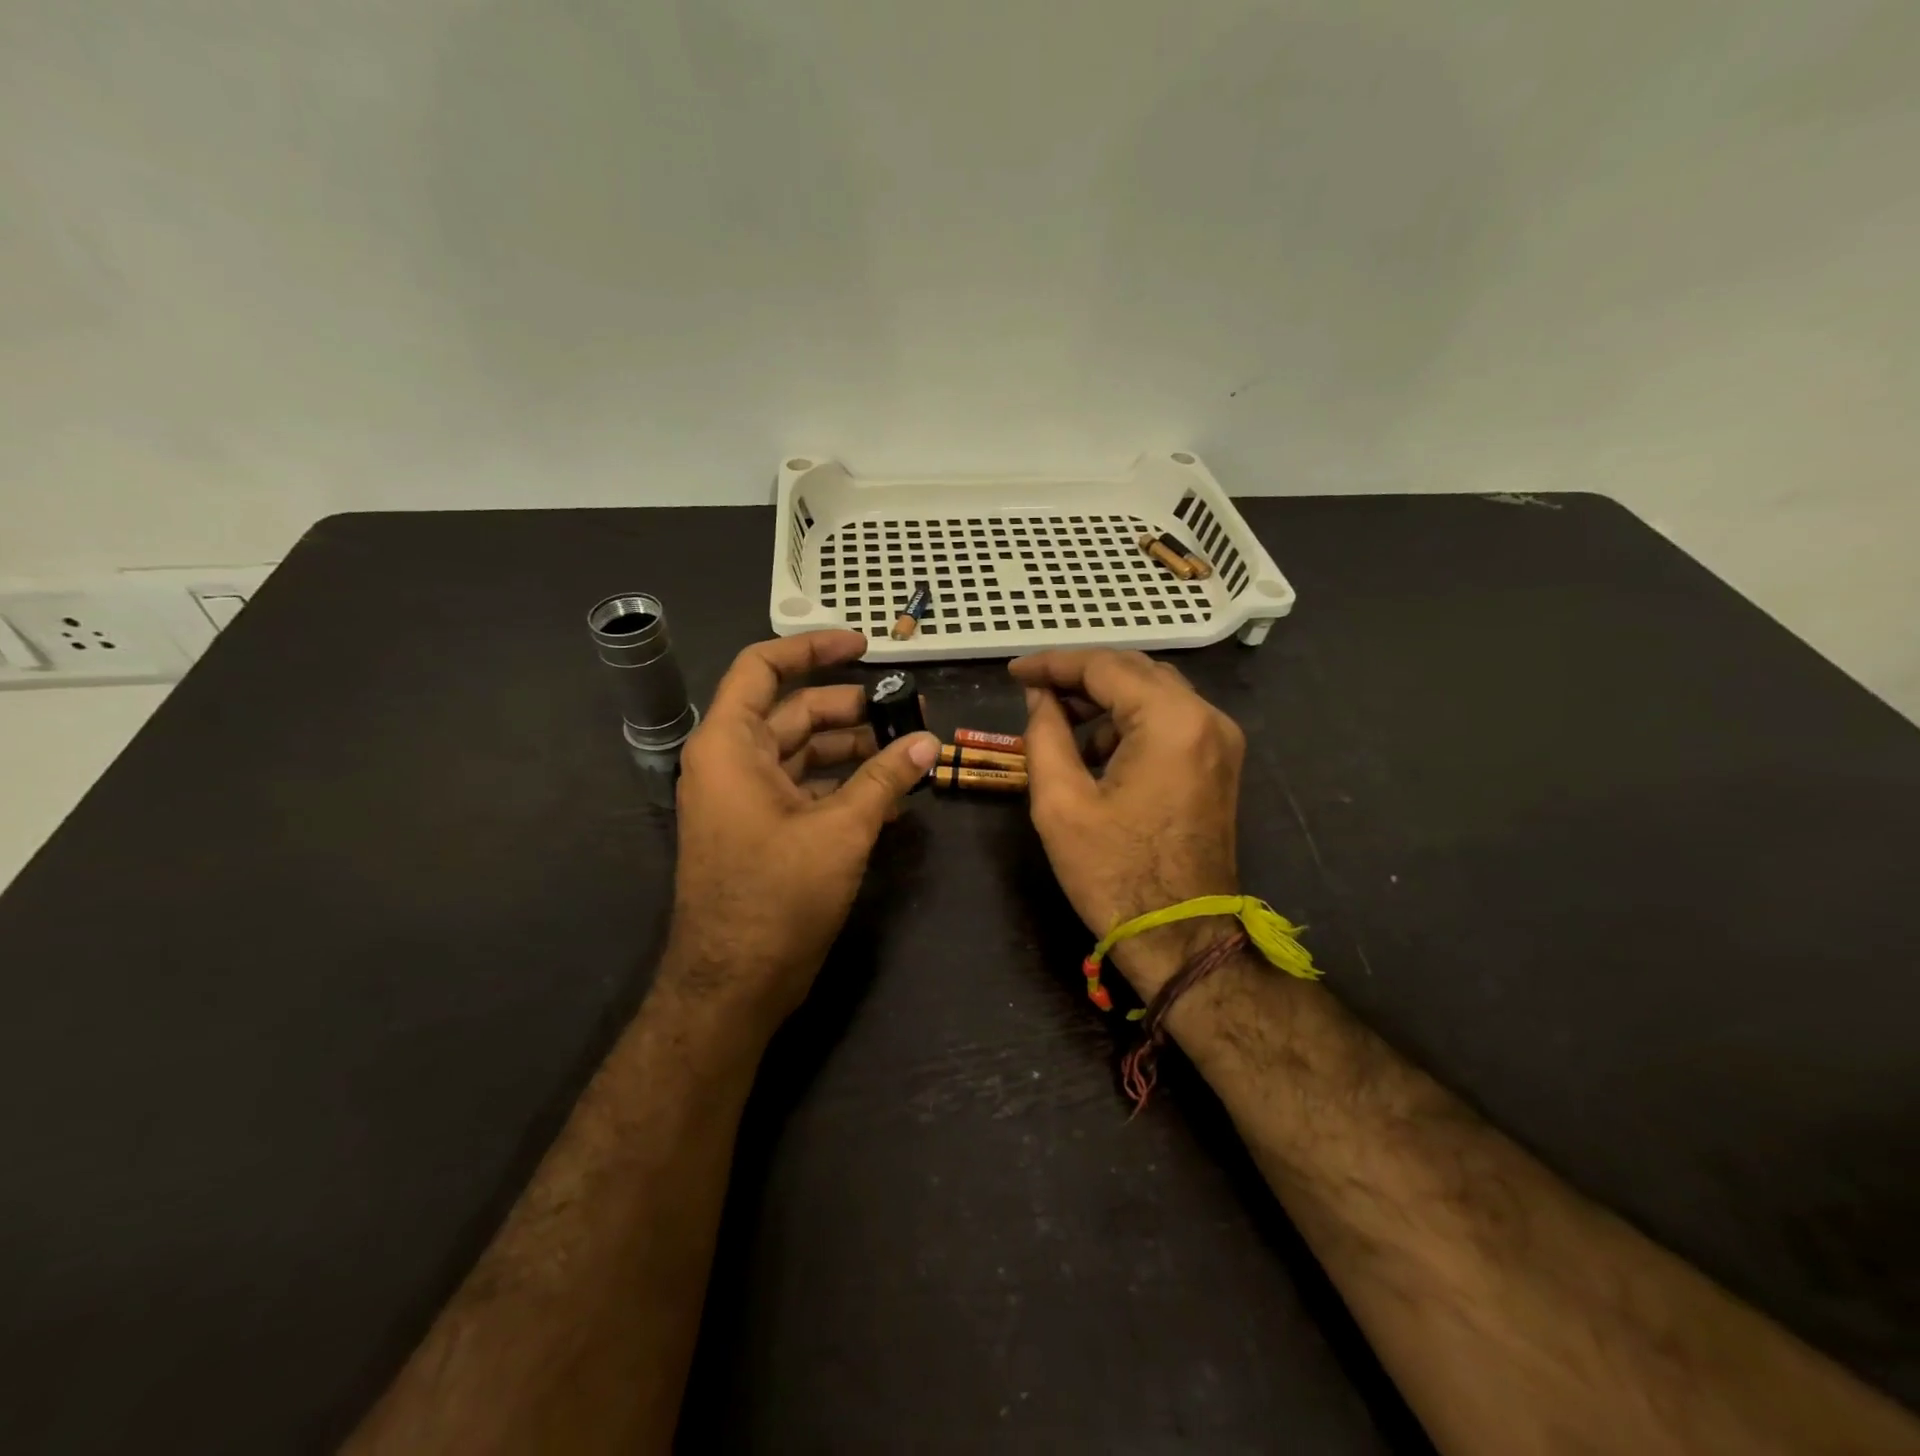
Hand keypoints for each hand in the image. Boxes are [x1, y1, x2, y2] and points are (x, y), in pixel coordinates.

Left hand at [665, 631, 938, 1032]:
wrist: (733, 985)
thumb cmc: (776, 897)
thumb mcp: (840, 831)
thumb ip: (885, 780)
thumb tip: (928, 742)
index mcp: (730, 745)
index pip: (764, 668)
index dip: (813, 648)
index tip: (864, 646)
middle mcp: (732, 763)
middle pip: (795, 713)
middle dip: (853, 709)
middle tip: (909, 711)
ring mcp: (746, 799)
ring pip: (805, 753)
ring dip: (855, 750)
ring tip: (911, 753)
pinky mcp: (763, 830)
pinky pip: (806, 790)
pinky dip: (845, 786)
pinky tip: (891, 796)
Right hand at [1010, 649, 1246, 995]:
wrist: (1182, 939)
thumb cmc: (1115, 874)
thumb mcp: (1060, 802)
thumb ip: (1044, 733)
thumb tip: (1040, 696)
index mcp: (1171, 721)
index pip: (1105, 667)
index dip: (1053, 664)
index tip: (1014, 672)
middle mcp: (1206, 718)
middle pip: (1134, 672)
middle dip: (1079, 677)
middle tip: (1032, 691)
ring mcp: (1220, 740)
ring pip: (1153, 694)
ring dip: (1104, 701)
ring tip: (1058, 724)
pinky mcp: (1219, 763)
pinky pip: (1169, 721)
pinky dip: (1130, 723)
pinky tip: (1097, 752)